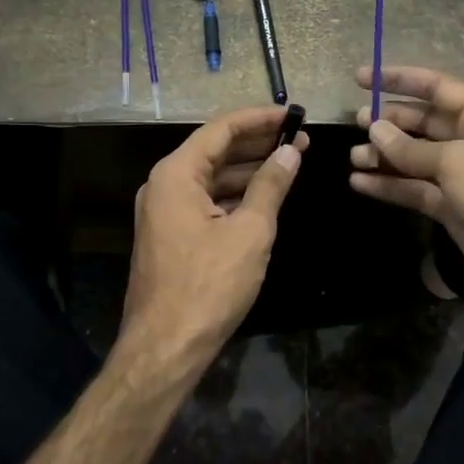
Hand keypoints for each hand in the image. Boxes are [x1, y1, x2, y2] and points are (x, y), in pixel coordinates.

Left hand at [120, 106, 306, 377]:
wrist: (165, 347)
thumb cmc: (209, 285)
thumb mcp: (250, 232)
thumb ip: (270, 186)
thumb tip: (290, 152)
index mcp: (176, 174)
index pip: (221, 129)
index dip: (259, 119)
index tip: (293, 115)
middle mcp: (164, 185)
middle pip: (215, 150)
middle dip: (257, 144)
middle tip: (299, 140)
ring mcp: (164, 211)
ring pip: (212, 178)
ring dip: (249, 170)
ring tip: (290, 163)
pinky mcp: (171, 235)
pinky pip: (206, 201)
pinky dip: (235, 195)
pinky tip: (265, 196)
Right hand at [348, 65, 463, 316]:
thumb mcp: (457, 164)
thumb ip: (412, 148)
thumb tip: (375, 129)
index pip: (436, 87)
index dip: (399, 79)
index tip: (361, 78)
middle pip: (423, 122)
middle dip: (390, 120)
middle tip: (356, 122)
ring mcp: (460, 177)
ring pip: (414, 158)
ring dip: (384, 155)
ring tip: (354, 157)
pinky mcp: (450, 208)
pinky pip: (414, 189)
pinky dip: (389, 186)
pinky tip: (360, 183)